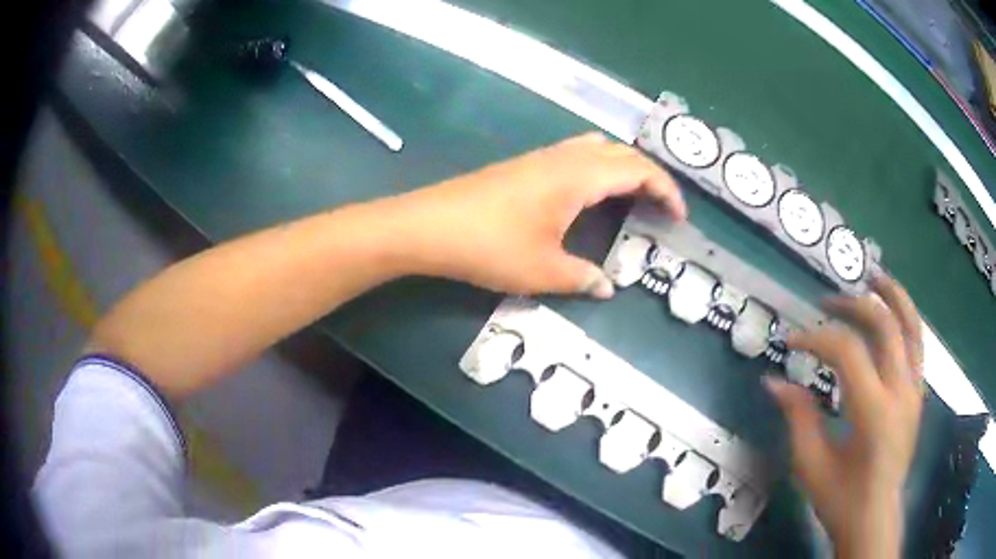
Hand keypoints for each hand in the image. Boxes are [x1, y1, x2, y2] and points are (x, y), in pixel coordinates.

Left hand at [394, 133, 684, 295]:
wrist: (429, 226)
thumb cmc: (490, 246)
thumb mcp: (543, 271)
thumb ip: (582, 278)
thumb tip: (606, 287)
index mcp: (579, 176)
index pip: (638, 170)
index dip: (666, 190)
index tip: (679, 218)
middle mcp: (565, 157)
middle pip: (621, 153)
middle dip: (650, 176)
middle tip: (661, 208)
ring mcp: (541, 157)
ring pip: (597, 149)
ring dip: (622, 167)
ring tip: (632, 198)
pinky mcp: (524, 165)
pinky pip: (575, 155)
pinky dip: (598, 168)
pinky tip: (590, 195)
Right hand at [765, 274, 923, 558]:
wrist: (874, 518)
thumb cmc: (840, 499)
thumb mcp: (811, 465)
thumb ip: (797, 417)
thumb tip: (774, 381)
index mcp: (873, 412)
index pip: (847, 352)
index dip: (817, 338)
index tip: (792, 342)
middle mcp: (900, 392)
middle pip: (884, 324)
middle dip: (853, 306)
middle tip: (826, 304)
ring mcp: (914, 390)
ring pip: (911, 324)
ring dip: (892, 295)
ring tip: (873, 276)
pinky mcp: (918, 393)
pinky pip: (917, 343)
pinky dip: (905, 318)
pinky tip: (891, 310)